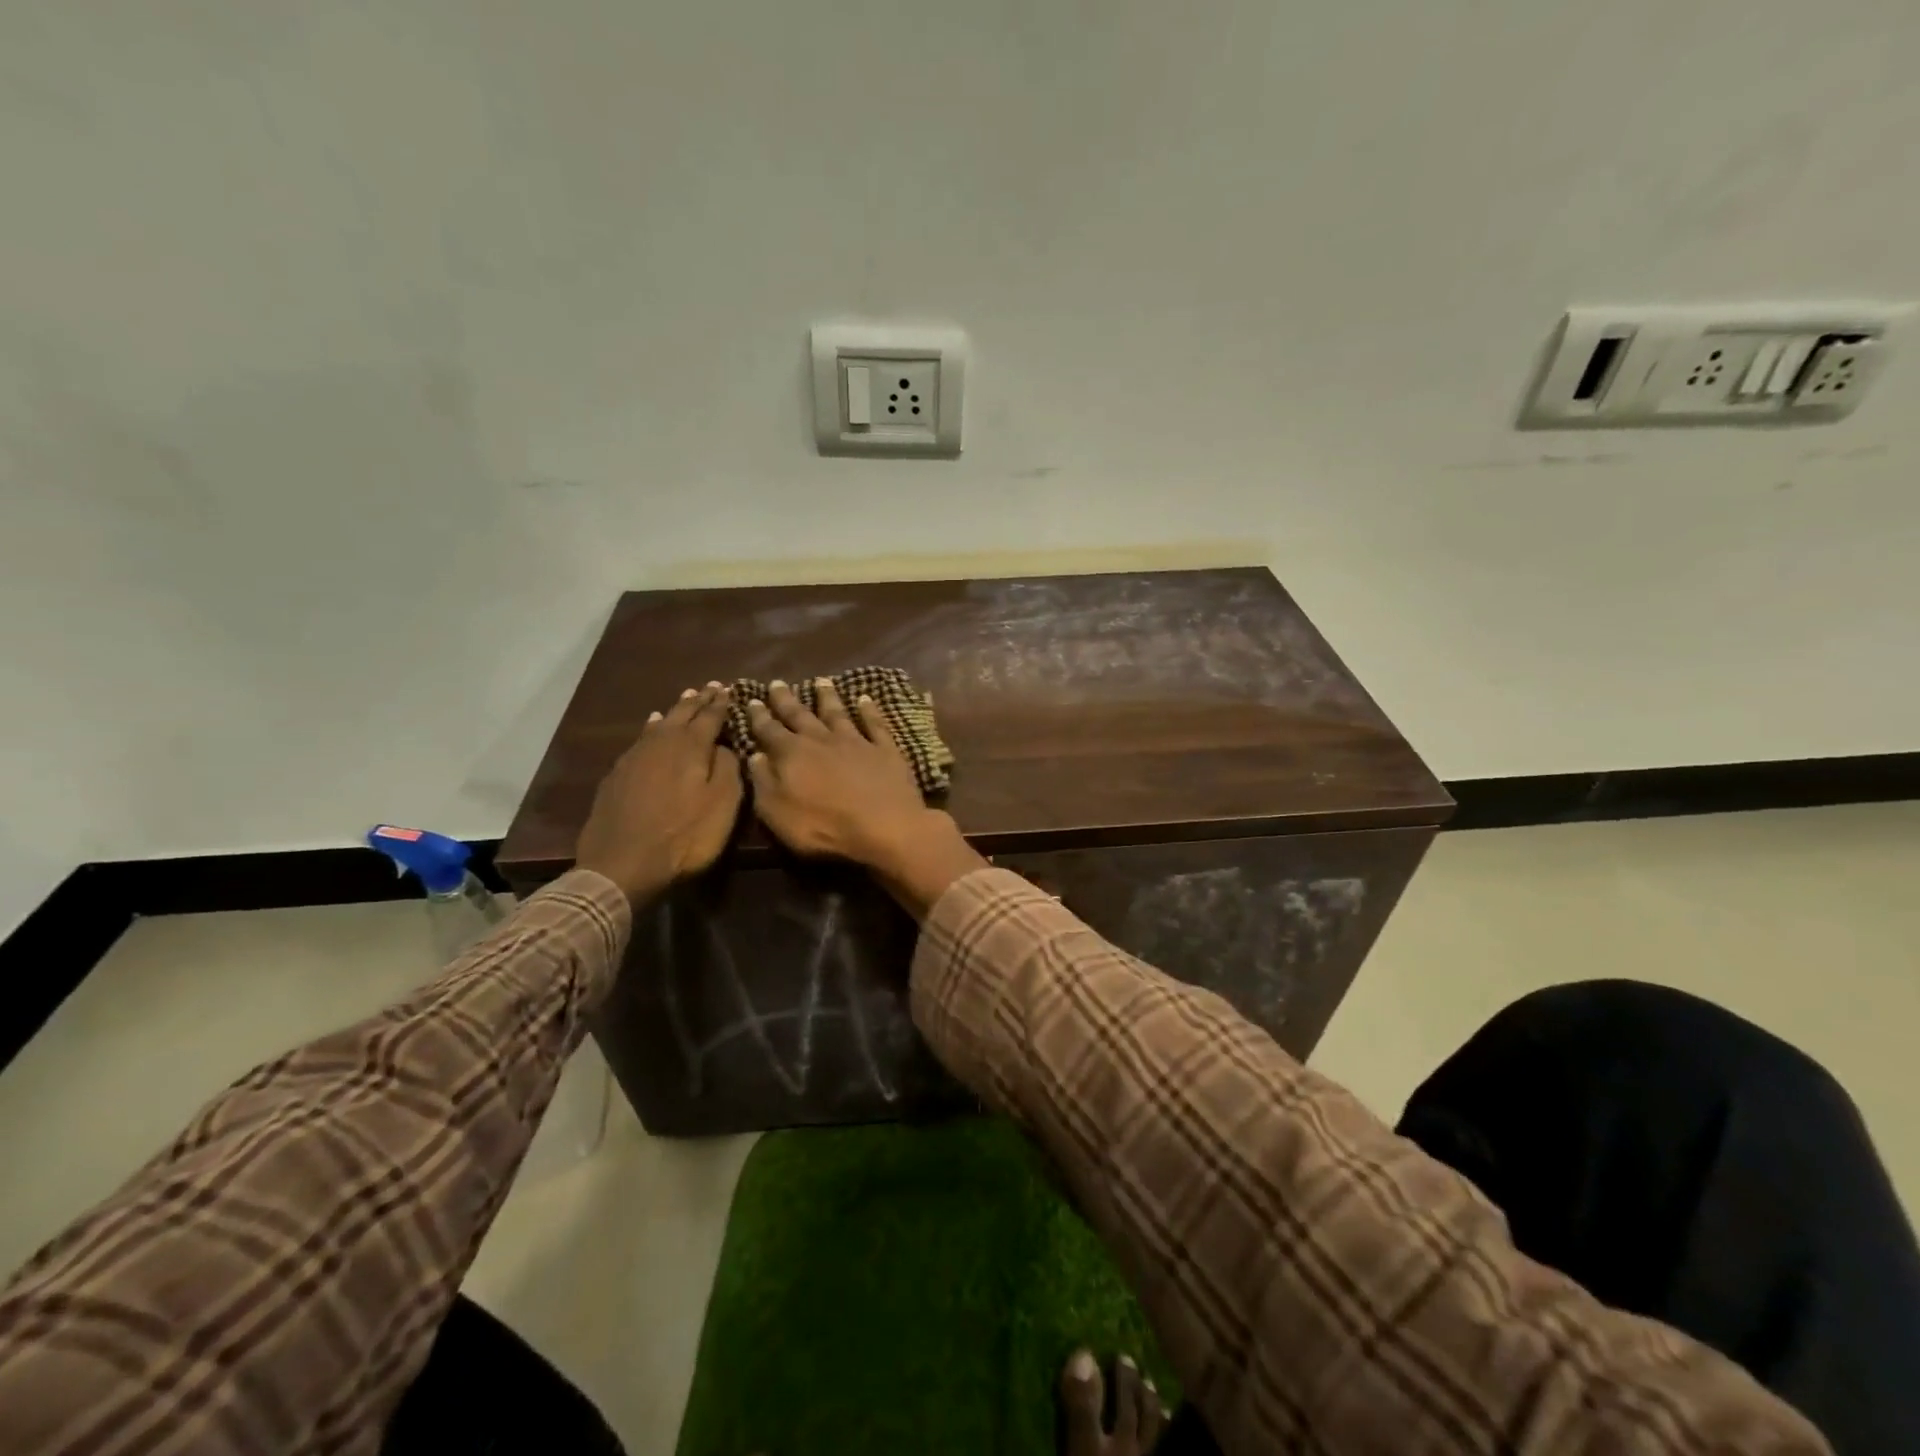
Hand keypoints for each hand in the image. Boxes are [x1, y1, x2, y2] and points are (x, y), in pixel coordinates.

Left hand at [575, 683, 742, 904]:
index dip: (721, 703)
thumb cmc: (684, 835)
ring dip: (674, 711)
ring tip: (684, 699)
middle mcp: (661, 743)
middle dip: (698, 701)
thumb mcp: (723, 804)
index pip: (710, 716)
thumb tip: (723, 745)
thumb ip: (728, 768)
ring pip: (659, 724)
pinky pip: (640, 740)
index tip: (729, 689)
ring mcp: (634, 757)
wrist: (622, 864)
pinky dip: (651, 729)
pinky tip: (650, 728)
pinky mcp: (617, 775)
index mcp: (691, 746)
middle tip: (710, 687)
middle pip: (682, 714)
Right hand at [747, 679, 984, 917]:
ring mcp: (856, 741)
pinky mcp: (885, 749)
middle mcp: (822, 739)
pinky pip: (875, 724)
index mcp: (792, 754)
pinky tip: (865, 699)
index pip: (769, 730)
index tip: (751, 700)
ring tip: (821, 680)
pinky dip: (869, 710)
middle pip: (800, 715)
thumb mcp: (778, 812)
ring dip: (827, 696)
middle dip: (786, 699)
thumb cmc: (824, 827)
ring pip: (837, 712)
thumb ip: (763, 782)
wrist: (885, 826)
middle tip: (777, 682)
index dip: (759, 716)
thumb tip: (756, 755)